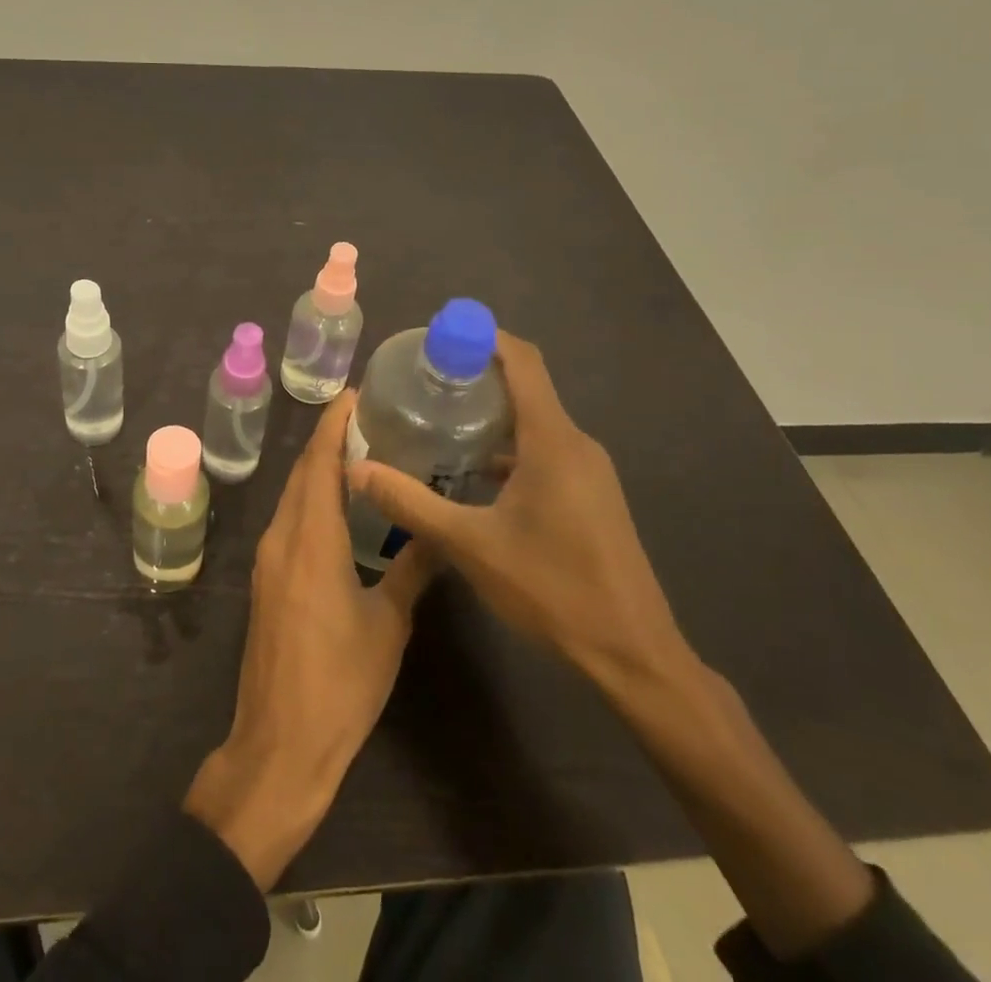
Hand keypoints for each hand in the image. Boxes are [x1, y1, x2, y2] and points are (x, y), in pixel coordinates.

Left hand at [185, 391, 434, 888]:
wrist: (280, 743)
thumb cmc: (340, 684)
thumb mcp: (387, 624)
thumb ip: (412, 570)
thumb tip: (439, 532)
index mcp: (311, 540)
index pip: (319, 463)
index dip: (334, 424)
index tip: (355, 394)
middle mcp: (282, 537)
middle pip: (302, 472)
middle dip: (328, 439)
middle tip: (369, 416)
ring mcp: (268, 559)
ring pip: (293, 495)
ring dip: (319, 468)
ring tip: (361, 451)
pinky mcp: (266, 580)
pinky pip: (289, 520)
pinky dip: (311, 498)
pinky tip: (339, 505)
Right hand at [347, 331, 688, 690]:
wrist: (635, 655)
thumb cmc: (553, 589)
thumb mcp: (470, 545)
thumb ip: (410, 503)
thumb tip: (356, 468)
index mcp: (552, 440)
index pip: (522, 360)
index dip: (482, 336)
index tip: (438, 335)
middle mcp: (575, 443)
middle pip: (526, 385)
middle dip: (475, 374)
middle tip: (422, 379)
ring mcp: (588, 471)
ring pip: (534, 421)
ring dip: (490, 413)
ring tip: (437, 420)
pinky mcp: (589, 496)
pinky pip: (544, 450)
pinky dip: (507, 446)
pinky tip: (471, 473)